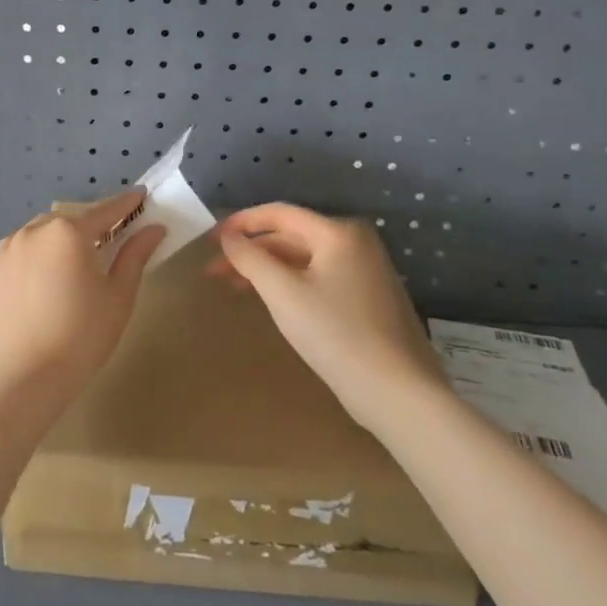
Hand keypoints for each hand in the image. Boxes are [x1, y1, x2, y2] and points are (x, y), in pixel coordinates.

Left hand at [0, 188, 165, 398]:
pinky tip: (47, 276)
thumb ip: (135, 255)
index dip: (125, 204)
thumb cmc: (82, 336)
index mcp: (68, 232)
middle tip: (111, 237)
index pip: (104, 211)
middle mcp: (34, 230)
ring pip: (43, 232)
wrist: (27, 377)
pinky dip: (39, 253)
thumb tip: (154, 228)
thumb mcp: (118, 296)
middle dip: (92, 224)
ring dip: (62, 237)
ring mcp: (8, 248)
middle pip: (71, 219)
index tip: (140, 196)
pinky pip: (22, 249)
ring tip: (76, 260)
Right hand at [212, 203, 443, 424]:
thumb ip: (250, 258)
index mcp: (338, 232)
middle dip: (251, 250)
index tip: (210, 240)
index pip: (279, 213)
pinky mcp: (366, 297)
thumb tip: (228, 236)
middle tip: (214, 271)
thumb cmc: (336, 334)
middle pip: (291, 235)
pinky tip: (269, 299)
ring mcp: (364, 270)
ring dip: (267, 268)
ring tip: (234, 286)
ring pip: (303, 258)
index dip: (241, 223)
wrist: (396, 392)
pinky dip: (289, 282)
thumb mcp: (283, 293)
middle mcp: (355, 242)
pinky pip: (317, 277)